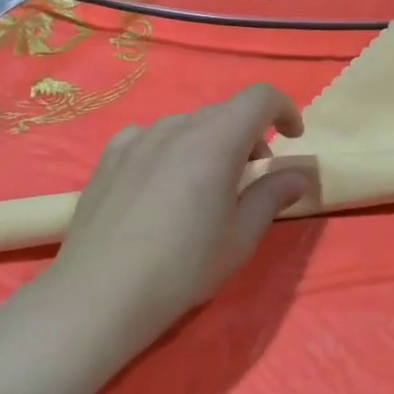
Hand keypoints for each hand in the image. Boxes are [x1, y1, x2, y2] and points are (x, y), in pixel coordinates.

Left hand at [21, 85, 309, 359]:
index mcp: (216, 140)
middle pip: (225, 112)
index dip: (284, 110)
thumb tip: (296, 176)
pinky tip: (161, 184)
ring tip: (204, 186)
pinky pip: (152, 137)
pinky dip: (171, 149)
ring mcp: (138, 138)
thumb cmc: (182, 268)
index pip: (260, 98)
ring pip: (188, 125)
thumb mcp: (240, 238)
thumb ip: (271, 196)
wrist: (98, 296)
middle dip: (249, 135)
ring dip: (210, 142)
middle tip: (251, 177)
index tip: (292, 138)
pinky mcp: (109, 156)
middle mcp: (177, 127)